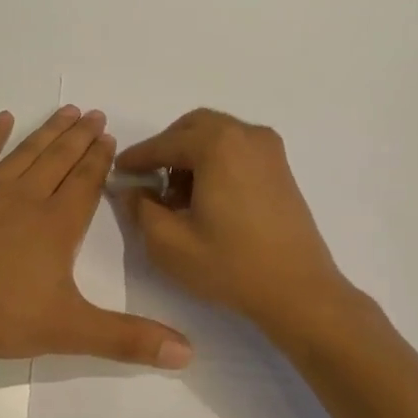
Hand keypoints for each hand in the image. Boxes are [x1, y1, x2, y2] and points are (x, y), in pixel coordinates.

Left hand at [0, 108, 193, 368]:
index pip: (85, 184)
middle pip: (59, 160)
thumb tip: (188, 352)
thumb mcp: (66, 331)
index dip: (99, 161)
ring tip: (67, 110)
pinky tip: (2, 118)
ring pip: (25, 152)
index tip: (110, 138)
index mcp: (55, 225)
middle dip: (80, 137)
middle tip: (95, 114)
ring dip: (48, 131)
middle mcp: (26, 197)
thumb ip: (126, 339)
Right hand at [115, 109, 355, 332]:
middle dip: (167, 149)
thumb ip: (141, 209)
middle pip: (193, 127)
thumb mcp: (169, 243)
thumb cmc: (230, 265)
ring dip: (192, 155)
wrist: (298, 289)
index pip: (165, 143)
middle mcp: (245, 134)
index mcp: (218, 144)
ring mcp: (269, 149)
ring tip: (178, 197)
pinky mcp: (281, 167)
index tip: (118, 171)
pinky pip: (238, 148)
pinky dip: (216, 161)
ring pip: (217, 135)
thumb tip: (131, 189)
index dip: (138, 157)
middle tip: (149, 181)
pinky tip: (207, 197)